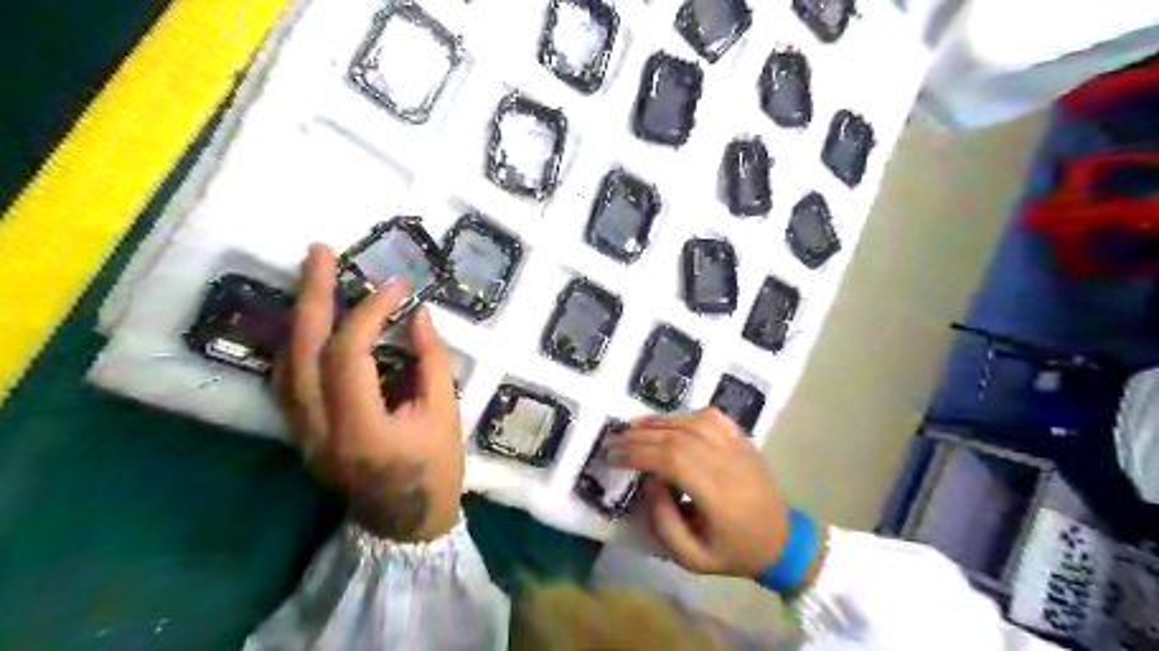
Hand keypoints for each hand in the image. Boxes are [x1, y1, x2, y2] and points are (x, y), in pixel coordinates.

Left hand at [274, 242, 461, 538]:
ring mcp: (302, 434)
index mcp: (361, 429)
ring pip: (284, 364)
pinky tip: (312, 321)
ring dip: (300, 316)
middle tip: (319, 252)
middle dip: (312, 296)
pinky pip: (289, 380)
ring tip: (314, 277)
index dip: (370, 312)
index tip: (396, 285)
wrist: (405, 523)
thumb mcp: (445, 414)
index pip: (349, 355)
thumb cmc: (434, 471)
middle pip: (302, 352)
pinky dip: (299, 343)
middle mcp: (318, 430)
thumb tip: (416, 315)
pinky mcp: (302, 433)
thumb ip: (430, 361)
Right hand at [607, 409, 788, 577]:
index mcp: (717, 494)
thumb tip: (647, 480)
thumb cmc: (733, 552)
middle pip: (677, 437)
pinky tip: (666, 423)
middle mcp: (727, 462)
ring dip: (657, 422)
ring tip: (630, 427)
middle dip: (639, 436)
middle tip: (612, 441)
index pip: (671, 459)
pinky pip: (710, 417)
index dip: (638, 453)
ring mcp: (738, 446)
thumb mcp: (692, 558)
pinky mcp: (742, 439)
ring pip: (692, 421)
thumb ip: (663, 522)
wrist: (782, 540)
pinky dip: (683, 416)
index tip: (612, 457)